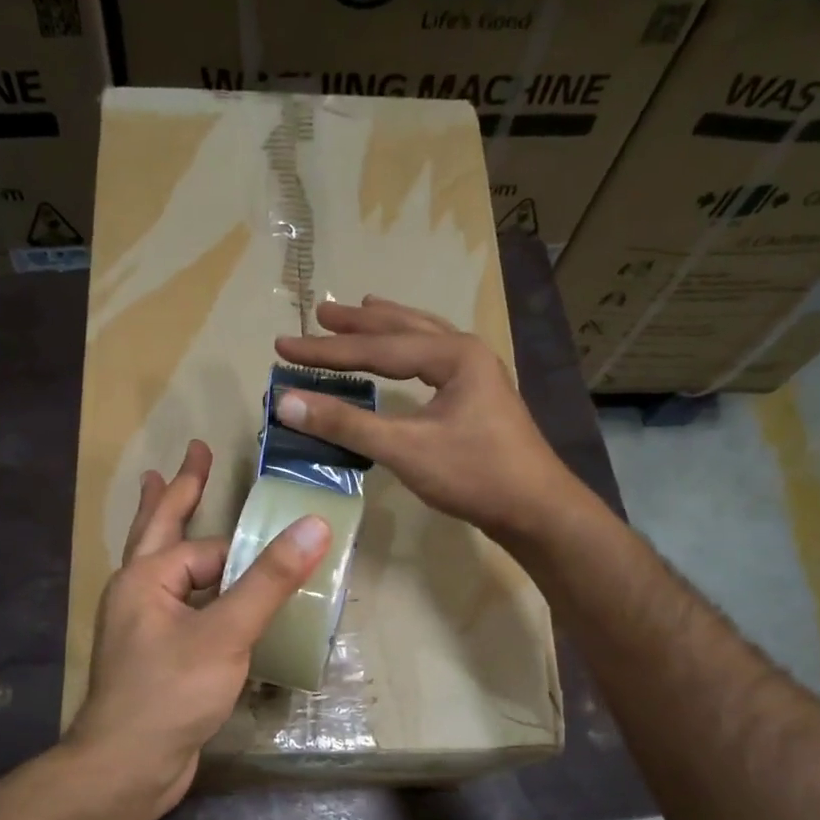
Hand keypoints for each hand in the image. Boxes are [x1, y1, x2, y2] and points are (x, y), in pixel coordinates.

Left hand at [67, 440, 330, 816]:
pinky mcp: (155, 659)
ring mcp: (143, 628)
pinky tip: (207, 598)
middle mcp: (138, 595)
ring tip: (176, 503)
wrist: (127, 768)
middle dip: (177, 490)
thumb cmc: (170, 693)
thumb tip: (313, 526)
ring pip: (168, 571)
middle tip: (194, 453)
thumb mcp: (226, 633)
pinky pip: (181, 609)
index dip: (246, 549)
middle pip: (160, 530)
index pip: (208, 548)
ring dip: (179, 537)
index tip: (285, 543)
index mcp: (146, 578)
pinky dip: (196, 592)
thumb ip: (269, 580)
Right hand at [274, 296, 585, 542]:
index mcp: (453, 356)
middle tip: (321, 314)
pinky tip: (406, 359)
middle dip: (359, 323)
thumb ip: (347, 425)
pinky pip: (434, 361)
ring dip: (388, 327)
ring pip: (423, 339)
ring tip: (361, 310)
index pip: (376, 348)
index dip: (326, 350)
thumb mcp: (405, 449)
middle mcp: (467, 354)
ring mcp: (477, 376)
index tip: (283, 346)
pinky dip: (409, 351)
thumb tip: (287, 403)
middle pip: (403, 329)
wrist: (536, 509)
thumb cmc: (474, 475)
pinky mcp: (479, 399)